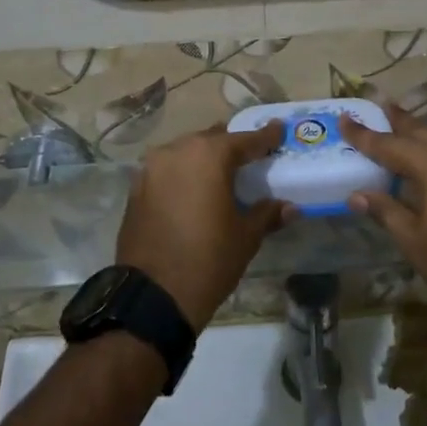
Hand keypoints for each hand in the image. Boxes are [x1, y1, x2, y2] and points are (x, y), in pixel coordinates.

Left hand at [116, 123, 290, 327]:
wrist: (153, 296)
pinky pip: (167, 171)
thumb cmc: (208, 260)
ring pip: (185, 152)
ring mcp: (151, 169)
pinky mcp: (136, 189)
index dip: (266, 137)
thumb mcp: (246, 237)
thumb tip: (290, 207)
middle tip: (250, 156)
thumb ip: (267, 214)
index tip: (279, 129)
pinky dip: (183, 175)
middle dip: (231, 146)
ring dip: (204, 159)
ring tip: (221, 174)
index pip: (244, 140)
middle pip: (211, 140)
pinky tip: (194, 191)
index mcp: (208, 156)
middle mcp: (177, 152)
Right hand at [339, 106, 426, 306]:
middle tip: (375, 105)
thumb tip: (357, 195)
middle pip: (419, 131)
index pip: (389, 144)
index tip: (344, 118)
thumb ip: (385, 210)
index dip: (363, 134)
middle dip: (395, 120)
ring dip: (418, 132)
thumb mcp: (413, 239)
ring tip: (398, 125)